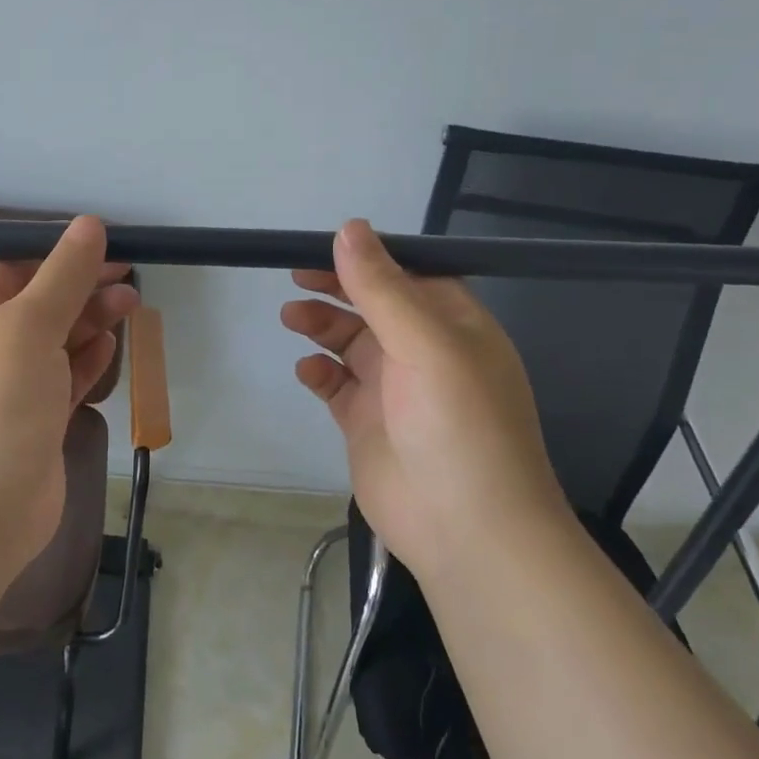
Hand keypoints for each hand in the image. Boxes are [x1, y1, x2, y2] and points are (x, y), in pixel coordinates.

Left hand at [0, 216, 139, 573]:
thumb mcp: (29, 323)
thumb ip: (63, 274)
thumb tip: (89, 223)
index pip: (6, 264)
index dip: (50, 251)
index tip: (97, 245)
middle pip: (36, 301)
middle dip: (80, 285)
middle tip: (128, 276)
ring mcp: (9, 387)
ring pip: (55, 341)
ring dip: (89, 321)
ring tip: (132, 304)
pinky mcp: (34, 423)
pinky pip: (62, 380)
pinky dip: (85, 362)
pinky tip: (110, 347)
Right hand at [280, 219, 569, 573]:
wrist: (466, 530)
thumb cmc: (457, 426)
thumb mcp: (425, 345)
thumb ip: (382, 288)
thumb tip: (349, 228)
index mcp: (454, 325)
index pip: (409, 275)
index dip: (369, 257)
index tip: (325, 246)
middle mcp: (425, 352)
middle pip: (374, 305)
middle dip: (338, 288)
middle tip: (295, 275)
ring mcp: (395, 390)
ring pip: (351, 343)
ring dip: (323, 326)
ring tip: (292, 317)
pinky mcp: (367, 424)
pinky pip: (337, 386)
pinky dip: (319, 372)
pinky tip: (307, 370)